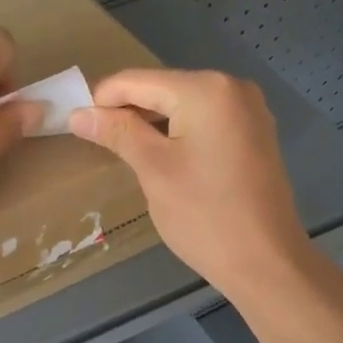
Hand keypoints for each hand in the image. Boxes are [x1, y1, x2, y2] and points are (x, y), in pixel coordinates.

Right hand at [69, 69, 309, 303]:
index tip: (75, 125)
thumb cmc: (205, 216)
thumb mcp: (154, 170)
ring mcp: (249, 110)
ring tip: (125, 153)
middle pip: (162, 89)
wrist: (267, 262)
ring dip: (151, 124)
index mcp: (206, 89)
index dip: (101, 100)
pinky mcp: (255, 134)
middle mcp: (232, 87)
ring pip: (183, 106)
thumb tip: (78, 113)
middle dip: (127, 112)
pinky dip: (179, 133)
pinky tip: (162, 159)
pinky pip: (205, 121)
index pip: (137, 80)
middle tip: (97, 143)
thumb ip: (117, 133)